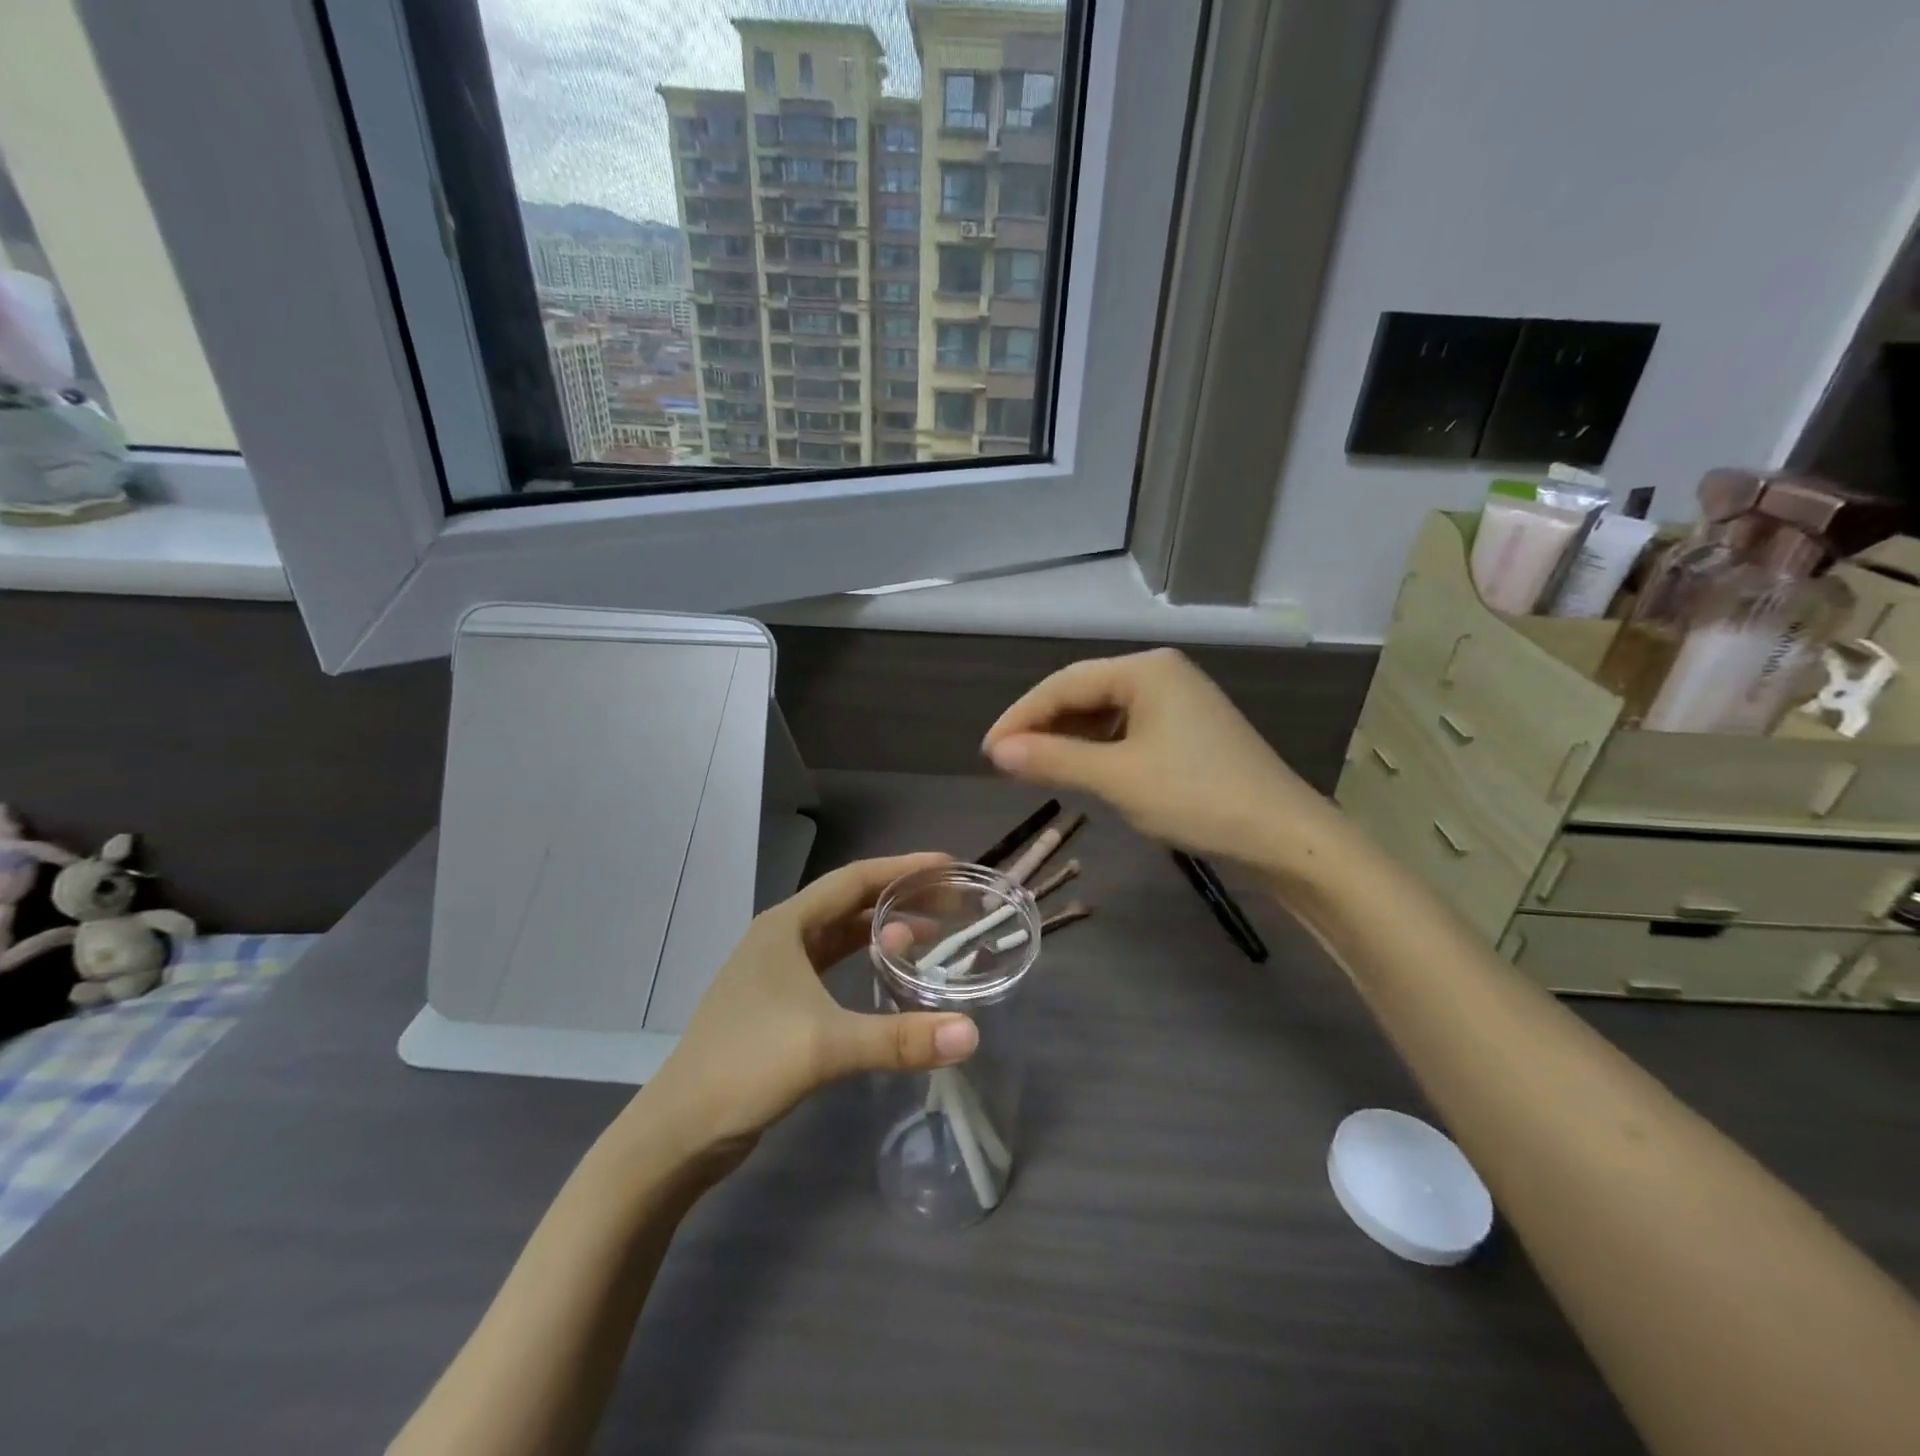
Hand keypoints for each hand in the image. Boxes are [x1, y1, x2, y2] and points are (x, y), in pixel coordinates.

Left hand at [636, 853, 979, 1155]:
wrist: (679, 1130)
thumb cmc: (748, 1067)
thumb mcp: (827, 1046)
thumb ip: (900, 1038)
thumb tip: (972, 1034)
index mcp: (785, 926)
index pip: (854, 880)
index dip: (902, 868)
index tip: (948, 865)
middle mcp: (779, 937)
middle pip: (848, 903)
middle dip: (898, 899)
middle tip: (948, 904)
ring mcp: (773, 971)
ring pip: (838, 936)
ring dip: (880, 933)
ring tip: (929, 938)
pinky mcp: (775, 1003)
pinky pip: (828, 965)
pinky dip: (861, 963)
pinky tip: (886, 976)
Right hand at [982, 649, 1337, 870]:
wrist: (1285, 837)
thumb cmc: (1197, 797)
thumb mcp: (1117, 779)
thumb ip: (1053, 760)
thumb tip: (997, 752)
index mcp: (1146, 670)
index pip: (1065, 684)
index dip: (1021, 716)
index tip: (988, 751)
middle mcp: (1163, 674)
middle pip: (1085, 692)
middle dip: (1043, 726)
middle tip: (1005, 761)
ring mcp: (1180, 702)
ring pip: (1106, 713)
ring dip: (1069, 739)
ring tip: (1035, 767)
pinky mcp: (1190, 731)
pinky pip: (1129, 730)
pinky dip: (1098, 749)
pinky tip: (1082, 770)